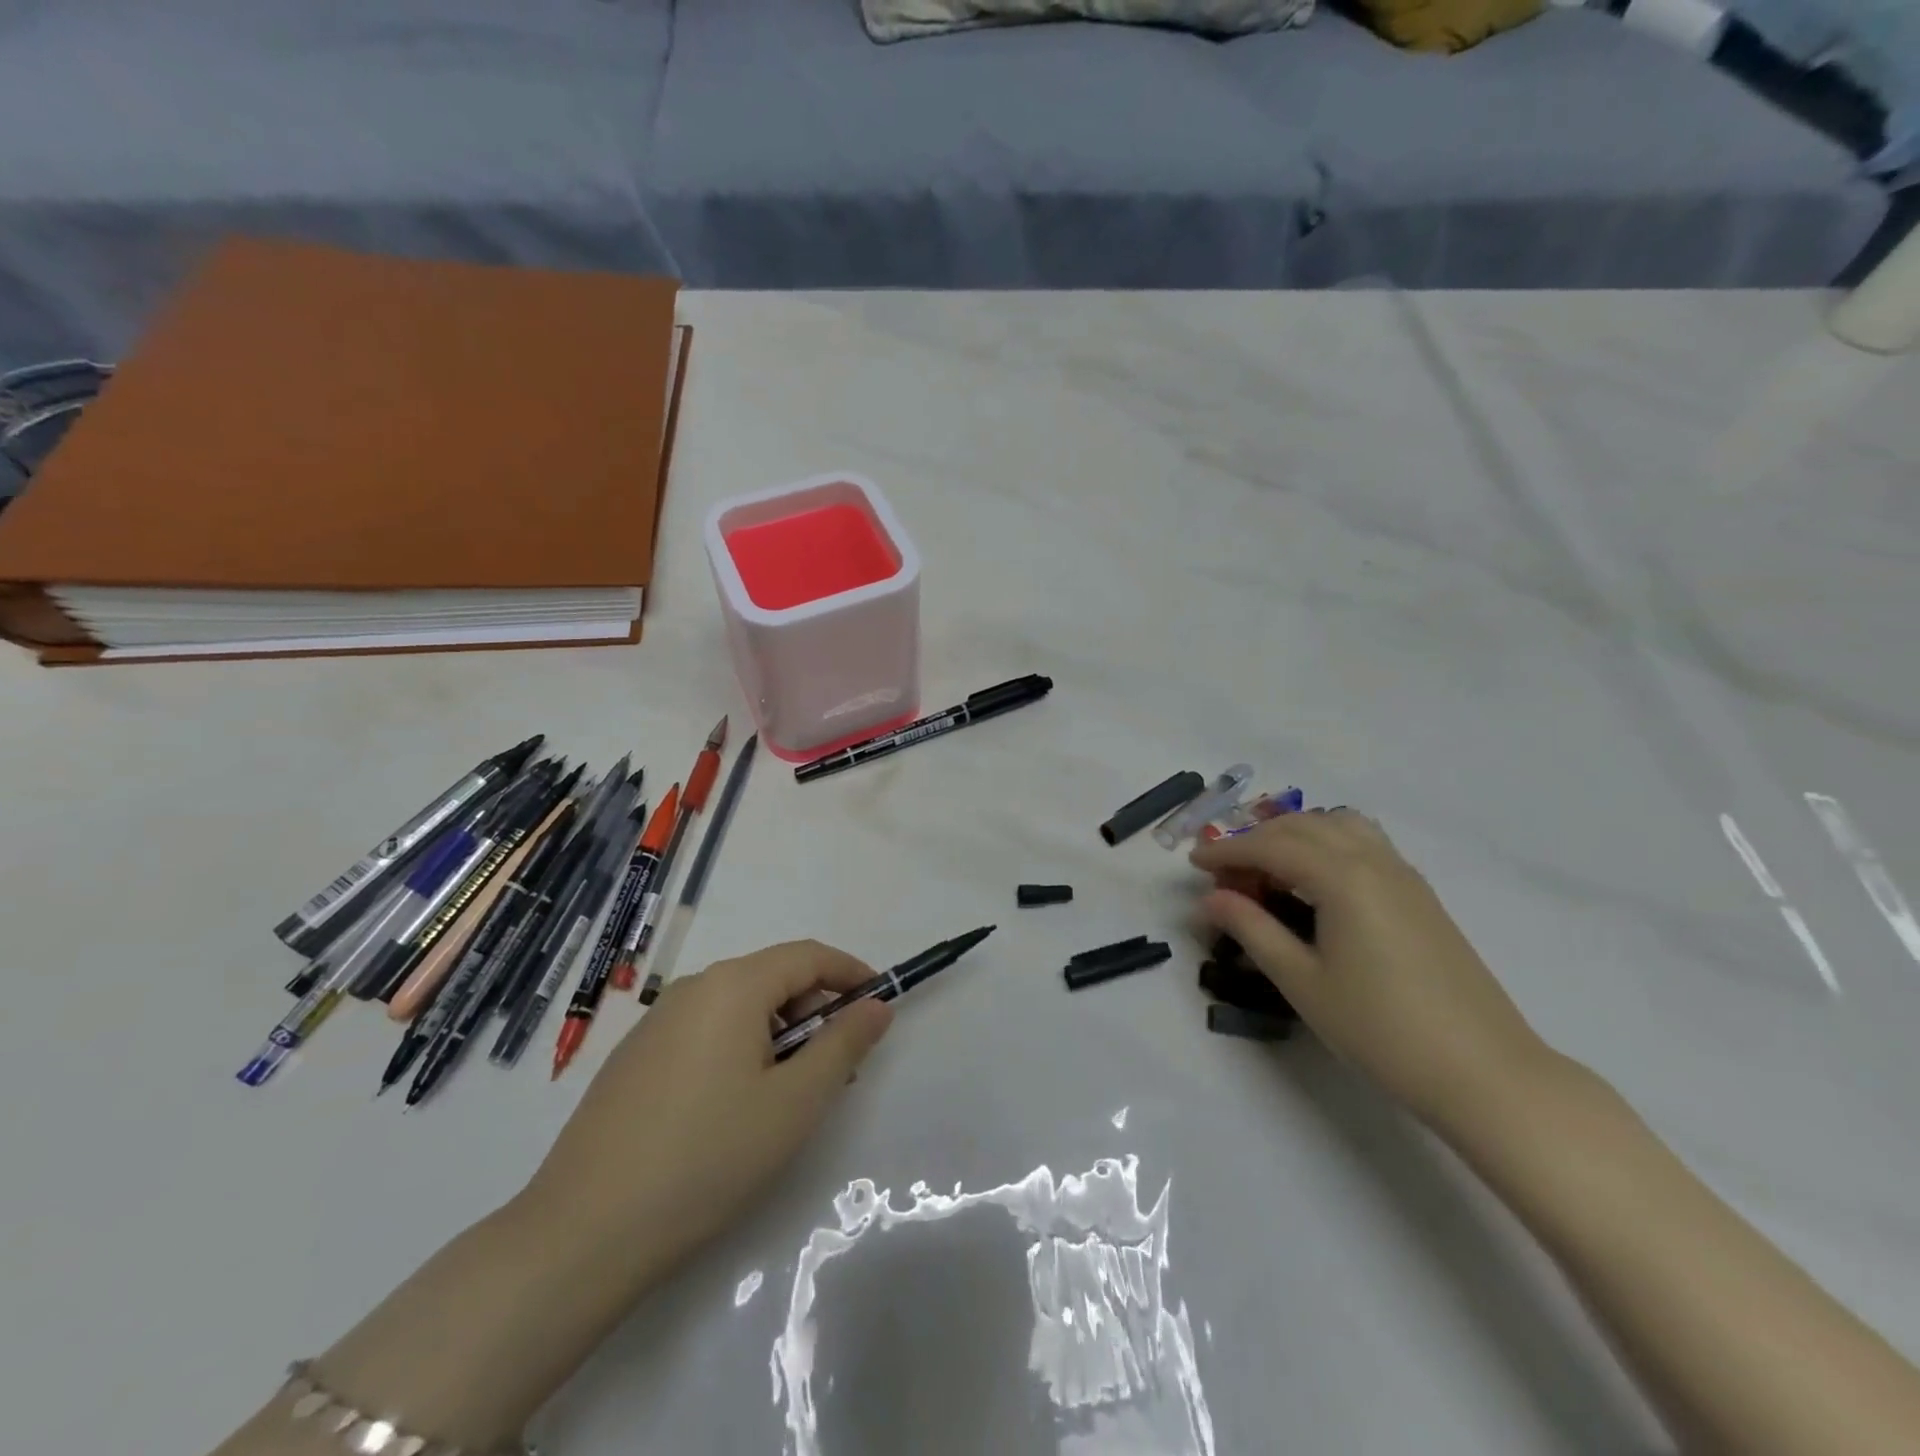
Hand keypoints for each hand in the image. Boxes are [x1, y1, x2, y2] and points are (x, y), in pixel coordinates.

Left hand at [523, 940, 891, 1280]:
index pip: (808, 956)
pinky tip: (736, 1109)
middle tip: (839, 1067)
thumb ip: (843, 1045)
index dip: (851, 973)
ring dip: (779, 1035)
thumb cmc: (708, 1157)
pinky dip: (740, 1050)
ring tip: (790, 1095)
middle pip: (772, 978)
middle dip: (815, 1011)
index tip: (880, 1004)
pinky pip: (705, 1033)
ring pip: (738, 1008)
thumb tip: (876, 1006)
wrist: (582, 1234)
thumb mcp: (795, 1102)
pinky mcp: (634, 1059)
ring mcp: (656, 1024)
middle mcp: (693, 989)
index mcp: (733, 986)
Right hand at [1190, 810, 1552, 1132]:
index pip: (1271, 847)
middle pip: (1302, 827)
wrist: (1484, 1073)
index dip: (1227, 852)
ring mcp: (1404, 876)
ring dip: (1295, 835)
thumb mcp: (1301, 981)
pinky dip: (1327, 844)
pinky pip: (1364, 844)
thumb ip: (1252, 930)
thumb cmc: (1381, 1029)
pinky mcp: (1420, 896)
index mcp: (1342, 878)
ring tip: (1268, 868)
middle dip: (1256, 839)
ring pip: (1338, 826)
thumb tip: (1209, 899)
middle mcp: (1373, 862)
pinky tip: (1315, 882)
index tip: (1193, 863)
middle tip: (1224, 872)